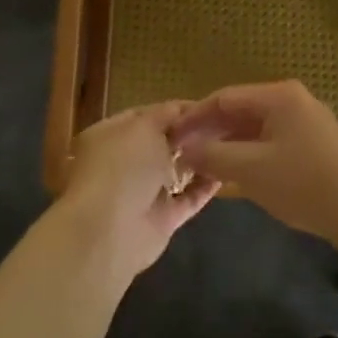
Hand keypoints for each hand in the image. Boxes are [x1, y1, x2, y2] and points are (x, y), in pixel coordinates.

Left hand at [55, 103, 218, 280]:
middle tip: (221, 125)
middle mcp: (123, 163)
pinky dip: (205, 187)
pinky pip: (187, 199)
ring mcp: (141, 193)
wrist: (110, 231)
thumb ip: (164, 115)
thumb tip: (183, 111)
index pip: (143, 116)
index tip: (204, 107)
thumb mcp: (143, 126)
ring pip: (174, 172)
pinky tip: (227, 172)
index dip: (172, 110)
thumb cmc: (122, 166)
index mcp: (109, 136)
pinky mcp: (161, 219)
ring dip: (197, 160)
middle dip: (187, 135)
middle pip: (159, 143)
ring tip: (228, 144)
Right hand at [172, 81, 337, 252]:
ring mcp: (307, 123)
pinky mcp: (315, 145)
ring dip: (228, 145)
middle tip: (182, 153)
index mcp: (278, 96)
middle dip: (210, 131)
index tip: (170, 136)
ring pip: (255, 128)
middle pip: (240, 110)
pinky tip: (235, 173)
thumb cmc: (305, 184)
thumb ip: (213, 156)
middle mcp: (293, 101)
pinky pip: (271, 142)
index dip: (194, 116)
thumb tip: (184, 149)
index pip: (224, 97)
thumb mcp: (251, 170)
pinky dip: (249, 154)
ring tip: (202, 165)